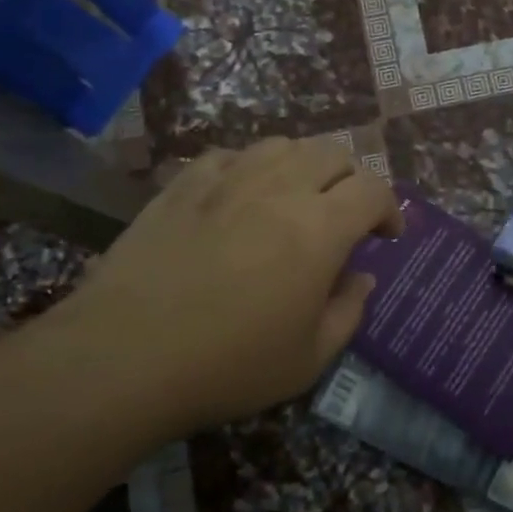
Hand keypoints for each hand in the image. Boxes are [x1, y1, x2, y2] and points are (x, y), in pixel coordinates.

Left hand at [55, 138, 401, 435]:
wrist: (122, 358)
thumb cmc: (228, 365)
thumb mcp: (309, 359)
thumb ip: (349, 311)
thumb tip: (362, 277)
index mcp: (320, 228)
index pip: (373, 190)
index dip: (390, 208)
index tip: (386, 236)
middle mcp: (279, 189)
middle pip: (332, 153)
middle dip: (351, 181)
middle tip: (345, 217)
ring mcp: (226, 180)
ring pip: (282, 145)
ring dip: (303, 166)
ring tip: (295, 200)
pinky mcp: (182, 185)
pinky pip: (230, 155)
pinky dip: (250, 168)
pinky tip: (240, 197)